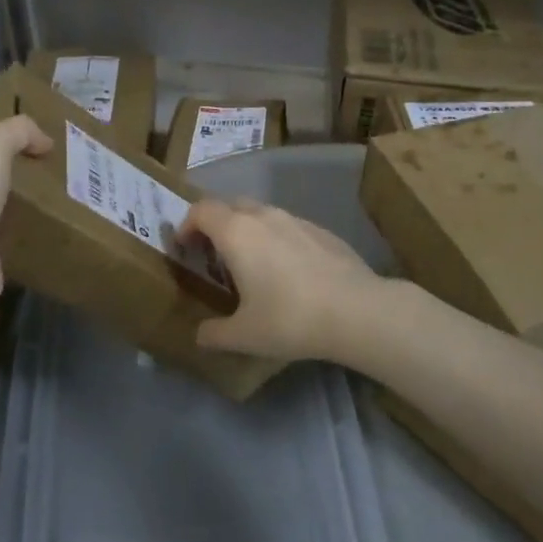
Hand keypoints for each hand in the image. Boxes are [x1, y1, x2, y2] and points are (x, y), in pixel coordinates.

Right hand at [177, 198, 384, 363]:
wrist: (357, 311)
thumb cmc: (290, 318)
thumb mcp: (244, 335)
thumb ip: (214, 333)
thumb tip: (199, 335)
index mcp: (236, 232)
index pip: (201, 210)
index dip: (187, 225)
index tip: (185, 248)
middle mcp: (264, 216)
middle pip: (230, 206)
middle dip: (217, 225)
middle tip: (214, 257)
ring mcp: (296, 219)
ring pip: (262, 214)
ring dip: (248, 231)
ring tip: (252, 266)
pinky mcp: (322, 231)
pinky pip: (288, 227)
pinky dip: (277, 240)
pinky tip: (289, 272)